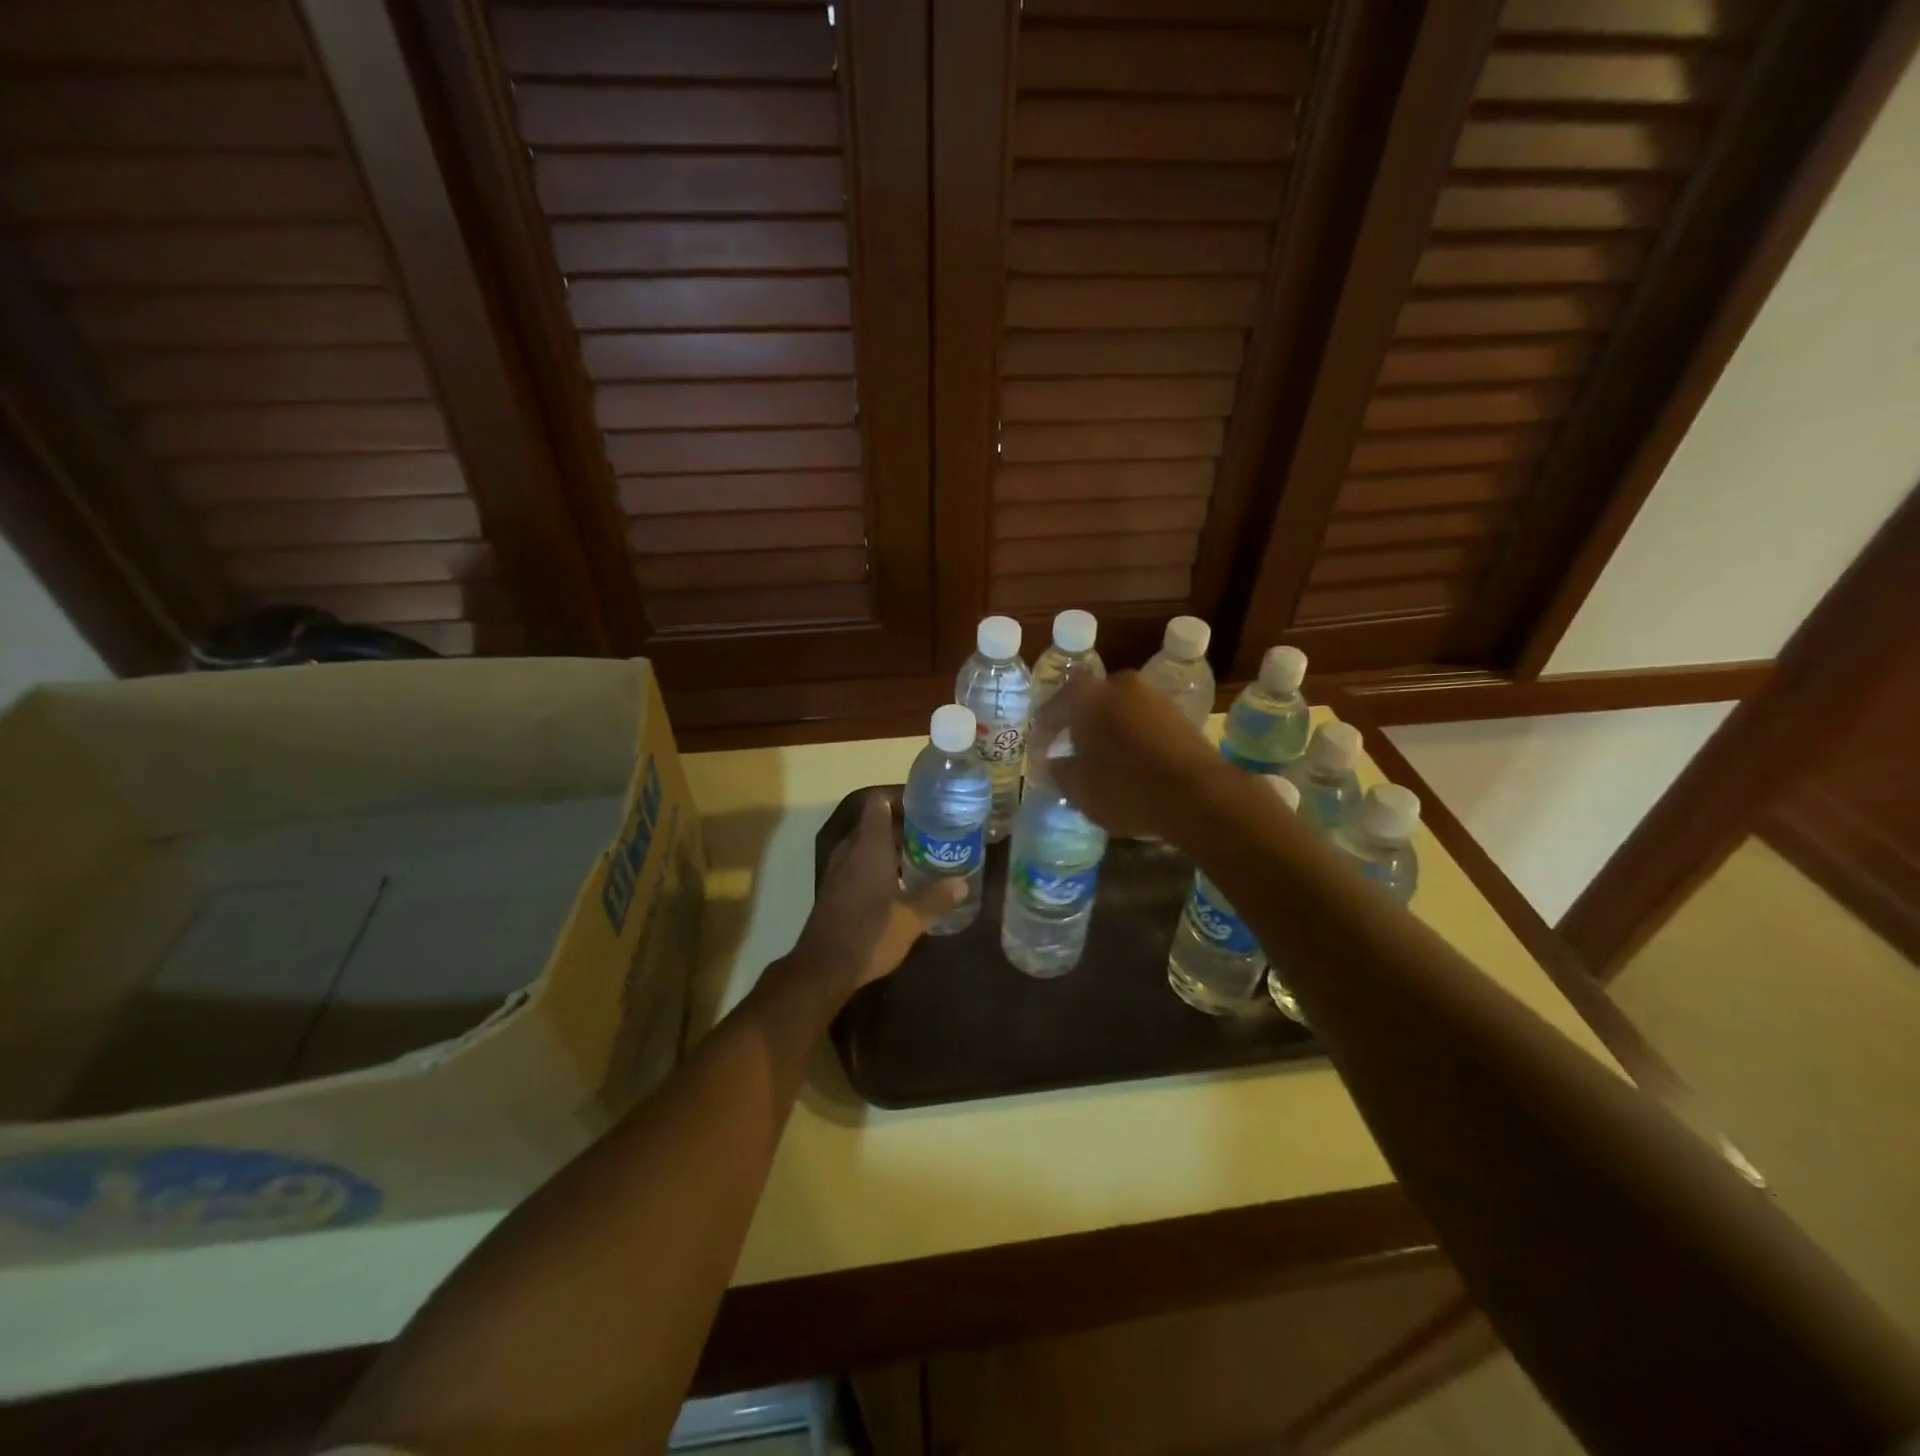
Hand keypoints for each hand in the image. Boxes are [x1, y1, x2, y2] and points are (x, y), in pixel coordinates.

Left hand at [791, 793, 966, 999]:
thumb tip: (962, 883)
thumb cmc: (870, 934)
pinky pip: (859, 862)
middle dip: (903, 824)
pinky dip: (879, 863)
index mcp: (869, 847)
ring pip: (867, 844)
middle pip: (875, 822)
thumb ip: (937, 898)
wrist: (823, 968)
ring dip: (891, 845)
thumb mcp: (911, 919)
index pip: (879, 803)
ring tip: (923, 854)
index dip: (901, 798)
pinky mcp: (836, 888)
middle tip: (934, 832)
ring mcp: (840, 870)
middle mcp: (851, 851)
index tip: (927, 806)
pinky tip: (901, 882)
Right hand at [1033, 672, 1228, 839]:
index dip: (1044, 732)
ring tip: (1102, 760)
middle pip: (1091, 701)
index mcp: (1089, 696)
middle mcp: (1122, 686)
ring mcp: (1155, 698)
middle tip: (1071, 749)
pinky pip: (1144, 723)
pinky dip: (1133, 739)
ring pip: (1120, 710)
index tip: (1039, 755)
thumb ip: (1060, 772)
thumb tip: (1054, 764)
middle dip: (1079, 724)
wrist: (1198, 794)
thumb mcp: (1080, 788)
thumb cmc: (1126, 787)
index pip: (1055, 706)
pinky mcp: (1181, 717)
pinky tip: (1132, 764)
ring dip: (1108, 730)